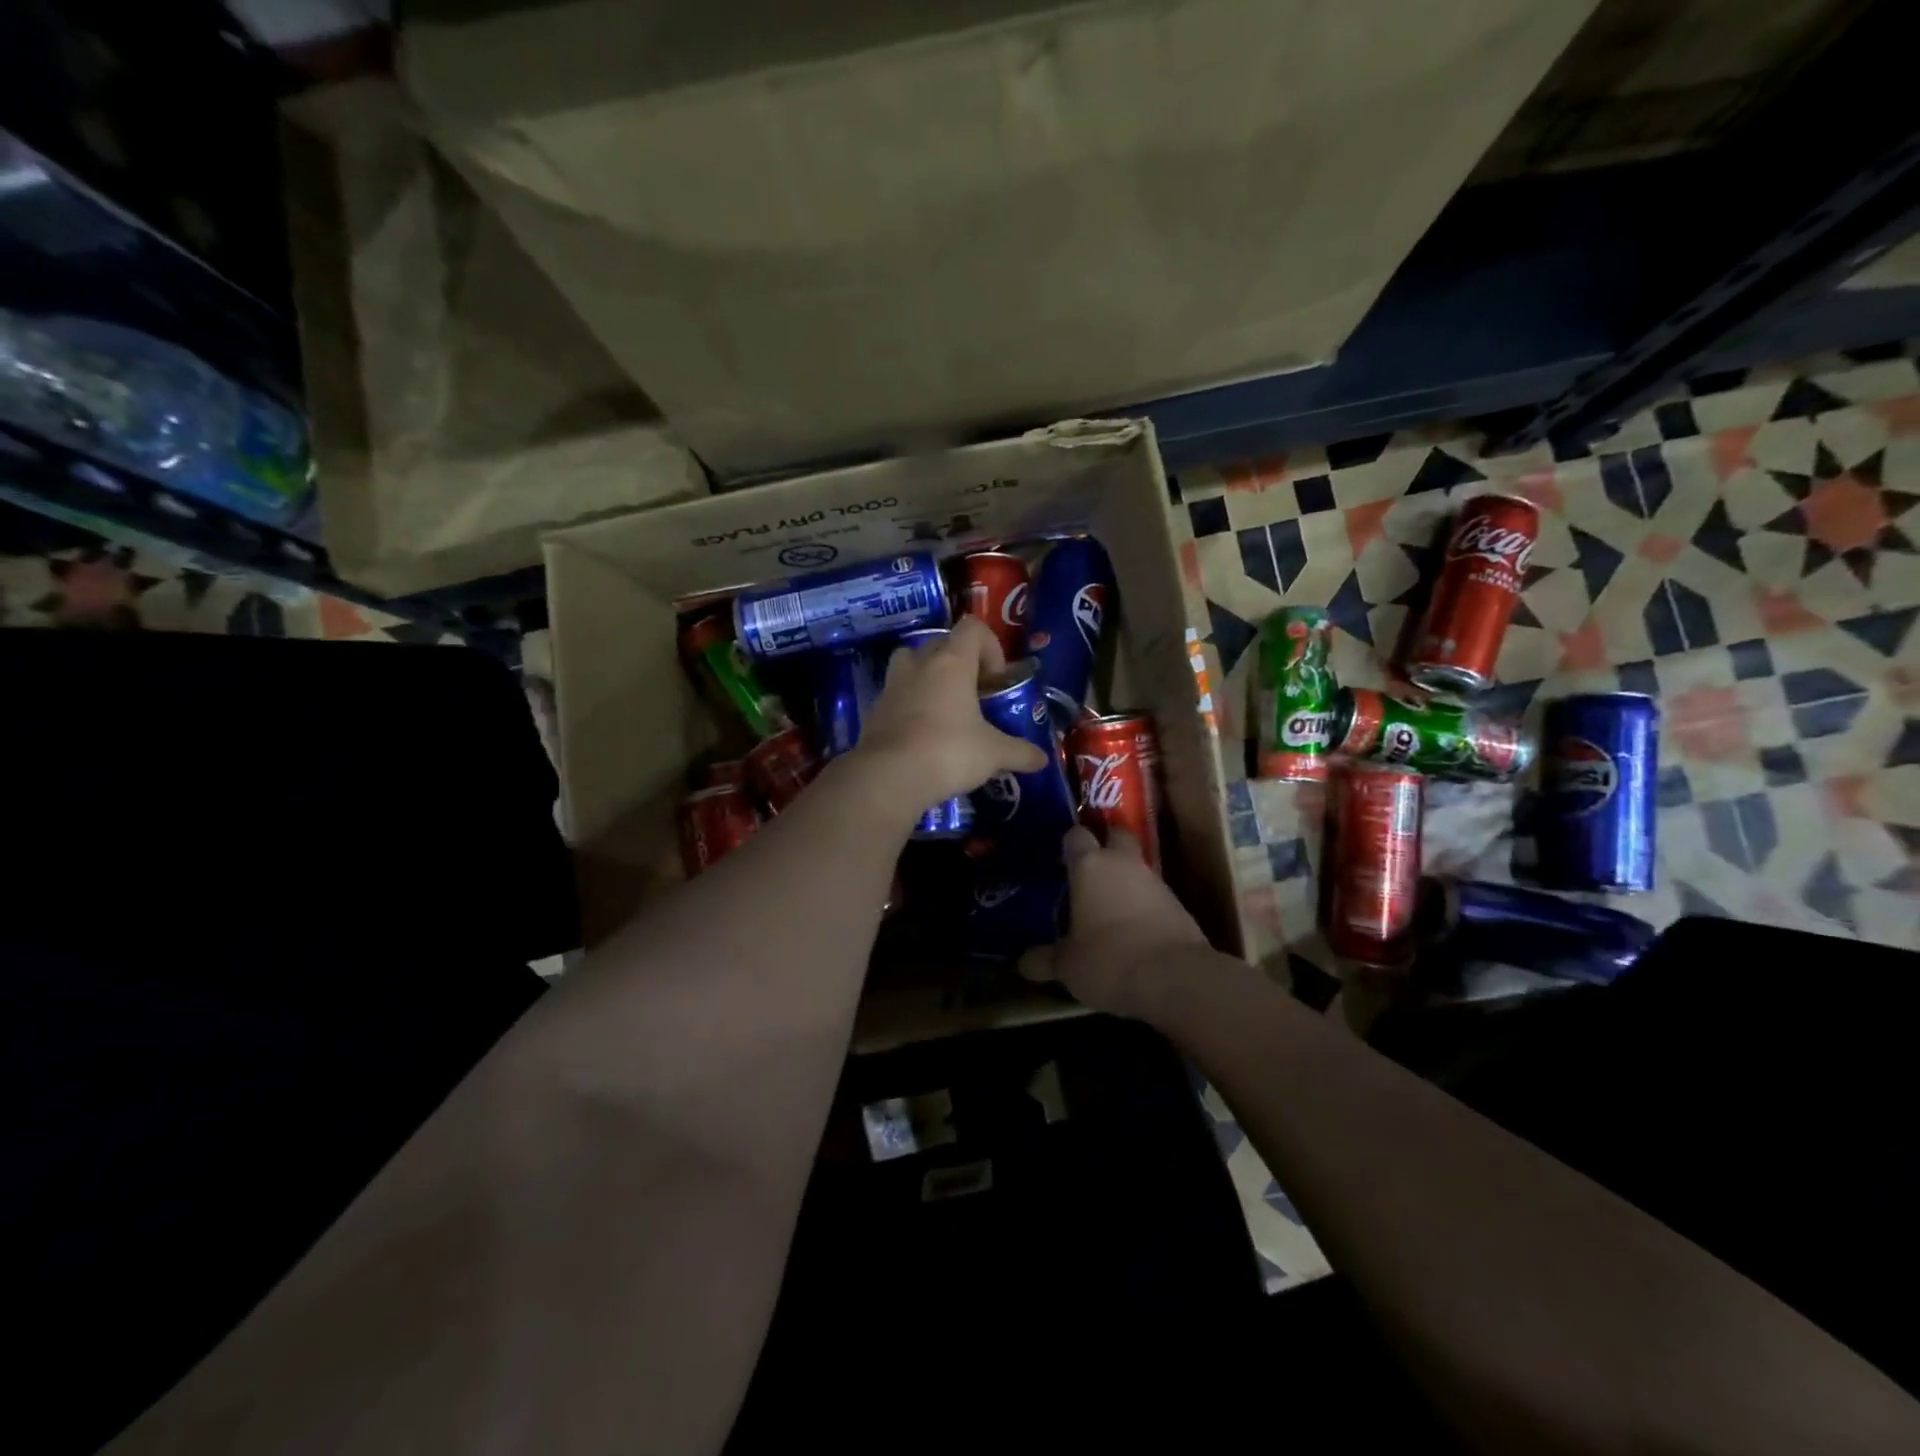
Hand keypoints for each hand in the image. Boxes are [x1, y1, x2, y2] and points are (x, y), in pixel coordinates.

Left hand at [852, 616, 1048, 811]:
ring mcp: (892, 685)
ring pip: (912, 663)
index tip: (996, 680)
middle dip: (961, 663)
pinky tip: (923, 735)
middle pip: (941, 644)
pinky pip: (897, 695)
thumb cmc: (948, 752)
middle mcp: (919, 664)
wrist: (888, 777)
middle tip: (975, 695)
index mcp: (951, 662)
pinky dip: (910, 705)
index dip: (990, 647)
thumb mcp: (993, 753)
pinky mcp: (875, 710)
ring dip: (929, 677)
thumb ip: (1019, 752)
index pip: (972, 628)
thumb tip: (1042, 759)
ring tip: (945, 708)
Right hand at [1022, 826, 1208, 1019]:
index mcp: (1089, 865)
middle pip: (1116, 834)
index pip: (1075, 835)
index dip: (1068, 844)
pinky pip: (1154, 894)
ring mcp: (1155, 881)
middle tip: (1089, 868)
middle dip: (1106, 844)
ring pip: (1137, 866)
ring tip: (1108, 905)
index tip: (1060, 859)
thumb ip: (1045, 959)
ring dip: (1125, 878)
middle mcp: (1123, 863)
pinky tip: (1133, 928)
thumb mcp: (1067, 966)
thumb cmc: (1108, 960)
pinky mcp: (1178, 904)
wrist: (1175, 978)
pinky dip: (1143, 904)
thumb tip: (1024, 962)